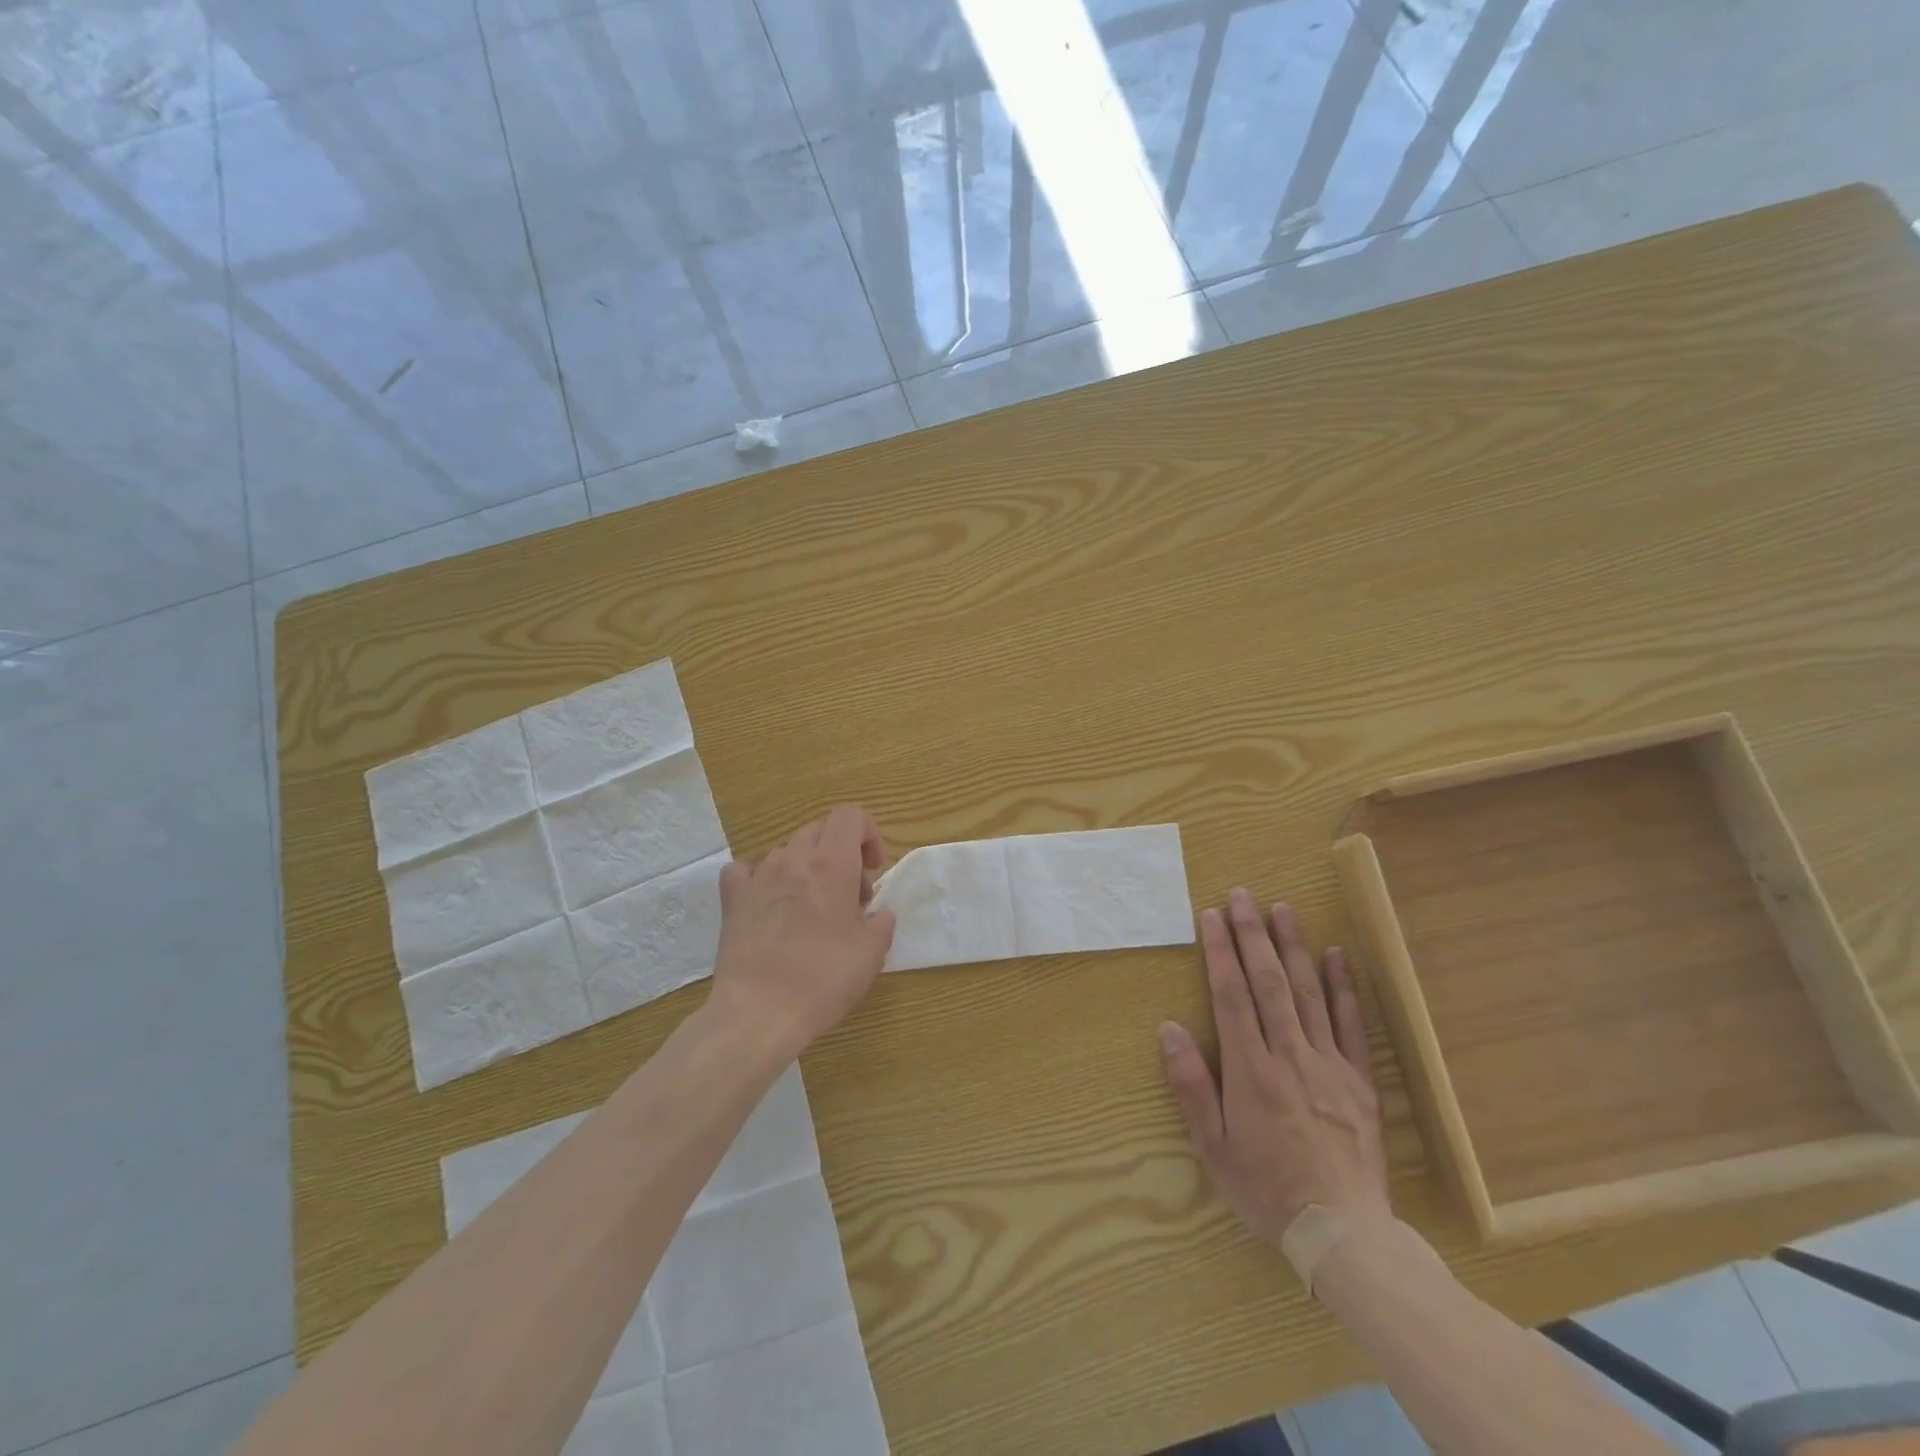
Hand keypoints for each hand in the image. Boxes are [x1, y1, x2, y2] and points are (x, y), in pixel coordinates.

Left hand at [708, 805, 895, 1055]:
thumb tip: (879, 914)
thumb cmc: (825, 978)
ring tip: (810, 907)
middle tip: (848, 896)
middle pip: (820, 830)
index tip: (871, 870)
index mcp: (832, 863)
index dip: (867, 834)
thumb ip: (882, 922)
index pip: (851, 815)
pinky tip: (768, 903)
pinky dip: (760, 878)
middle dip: (839, 853)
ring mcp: (758, 876)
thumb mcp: (872, 953)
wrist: (761, 1012)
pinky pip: (745, 870)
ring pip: (786, 851)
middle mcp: (793, 859)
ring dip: (805, 868)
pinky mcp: (732, 899)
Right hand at [1160, 889, 1387, 1249]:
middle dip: (1252, 935)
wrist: (1344, 1233)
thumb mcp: (1213, 1148)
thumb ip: (1191, 1086)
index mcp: (1251, 1071)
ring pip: (1308, 993)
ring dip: (1293, 947)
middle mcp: (1290, 1056)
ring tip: (1282, 908)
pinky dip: (1343, 986)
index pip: (1231, 997)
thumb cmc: (1266, 1190)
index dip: (1219, 953)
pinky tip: (1336, 955)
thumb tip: (1170, 1029)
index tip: (1211, 917)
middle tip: (1242, 896)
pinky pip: (1350, 1024)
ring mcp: (1329, 1065)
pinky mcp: (1359, 1081)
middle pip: (1268, 983)